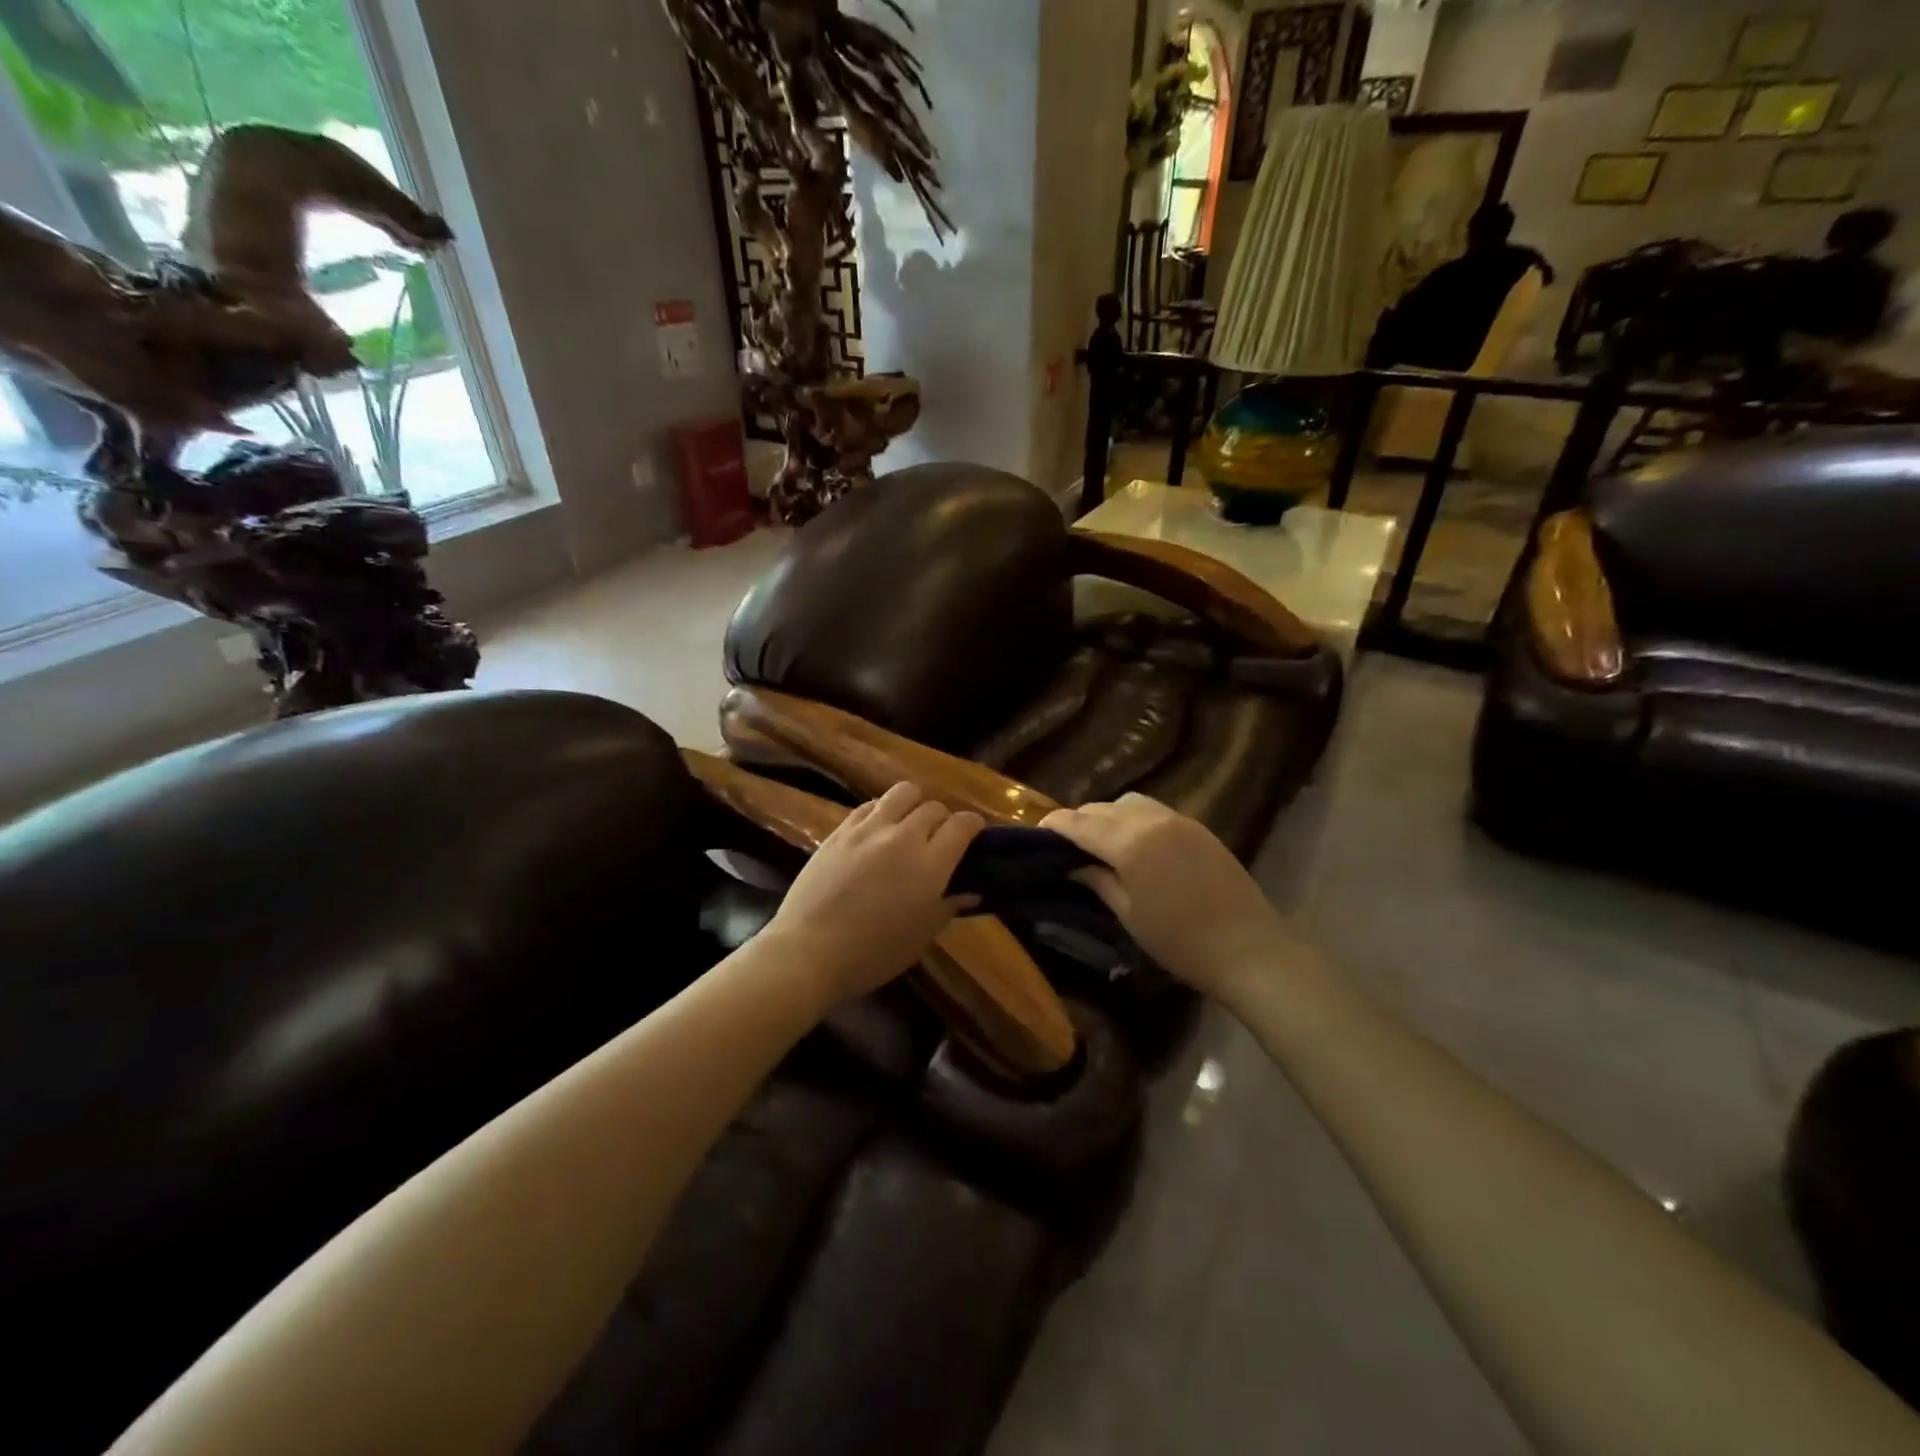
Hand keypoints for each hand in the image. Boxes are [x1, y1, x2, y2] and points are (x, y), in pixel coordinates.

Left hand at [766, 782, 983, 1004]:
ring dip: (914, 804)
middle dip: (943, 820)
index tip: (974, 835)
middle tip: (938, 840)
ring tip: (908, 824)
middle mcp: (904, 836)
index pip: (963, 825)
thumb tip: (970, 890)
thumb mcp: (921, 936)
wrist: (810, 952)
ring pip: (903, 792)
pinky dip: (883, 810)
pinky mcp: (841, 830)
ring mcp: (869, 828)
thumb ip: (948, 906)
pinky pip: (870, 804)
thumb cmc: (874, 954)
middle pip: (934, 807)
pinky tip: (878, 829)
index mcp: (931, 864)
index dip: (973, 826)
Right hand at [1041, 793, 1295, 1003]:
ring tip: (1100, 841)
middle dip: (1079, 820)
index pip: (1080, 824)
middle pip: (1102, 808)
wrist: (1249, 949)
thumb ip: (1098, 881)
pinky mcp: (1198, 827)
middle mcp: (1151, 821)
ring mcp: (1178, 820)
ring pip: (1129, 803)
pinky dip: (1133, 818)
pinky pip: (1154, 810)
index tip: (1037, 831)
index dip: (1055, 825)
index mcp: (1130, 844)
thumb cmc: (1181, 942)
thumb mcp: (1129, 914)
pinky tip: (1133, 842)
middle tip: (1066, 843)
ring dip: (1107, 815)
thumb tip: (1073, 865)